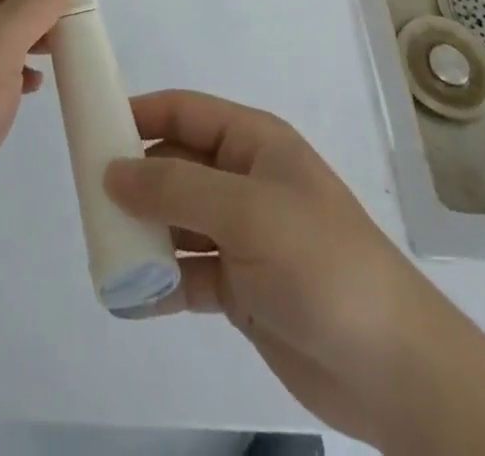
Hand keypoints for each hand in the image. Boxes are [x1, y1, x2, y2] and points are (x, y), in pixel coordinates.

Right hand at [102, 90, 424, 438]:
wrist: (396, 372)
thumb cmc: (321, 263)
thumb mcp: (245, 212)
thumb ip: (174, 188)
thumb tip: (111, 170)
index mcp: (252, 143)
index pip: (183, 112)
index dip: (138, 114)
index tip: (91, 130)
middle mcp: (243, 180)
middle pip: (174, 165)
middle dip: (134, 179)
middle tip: (88, 198)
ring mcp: (242, 235)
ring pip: (176, 220)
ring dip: (142, 232)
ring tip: (103, 247)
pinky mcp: (240, 286)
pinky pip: (187, 272)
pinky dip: (159, 282)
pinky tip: (128, 296)